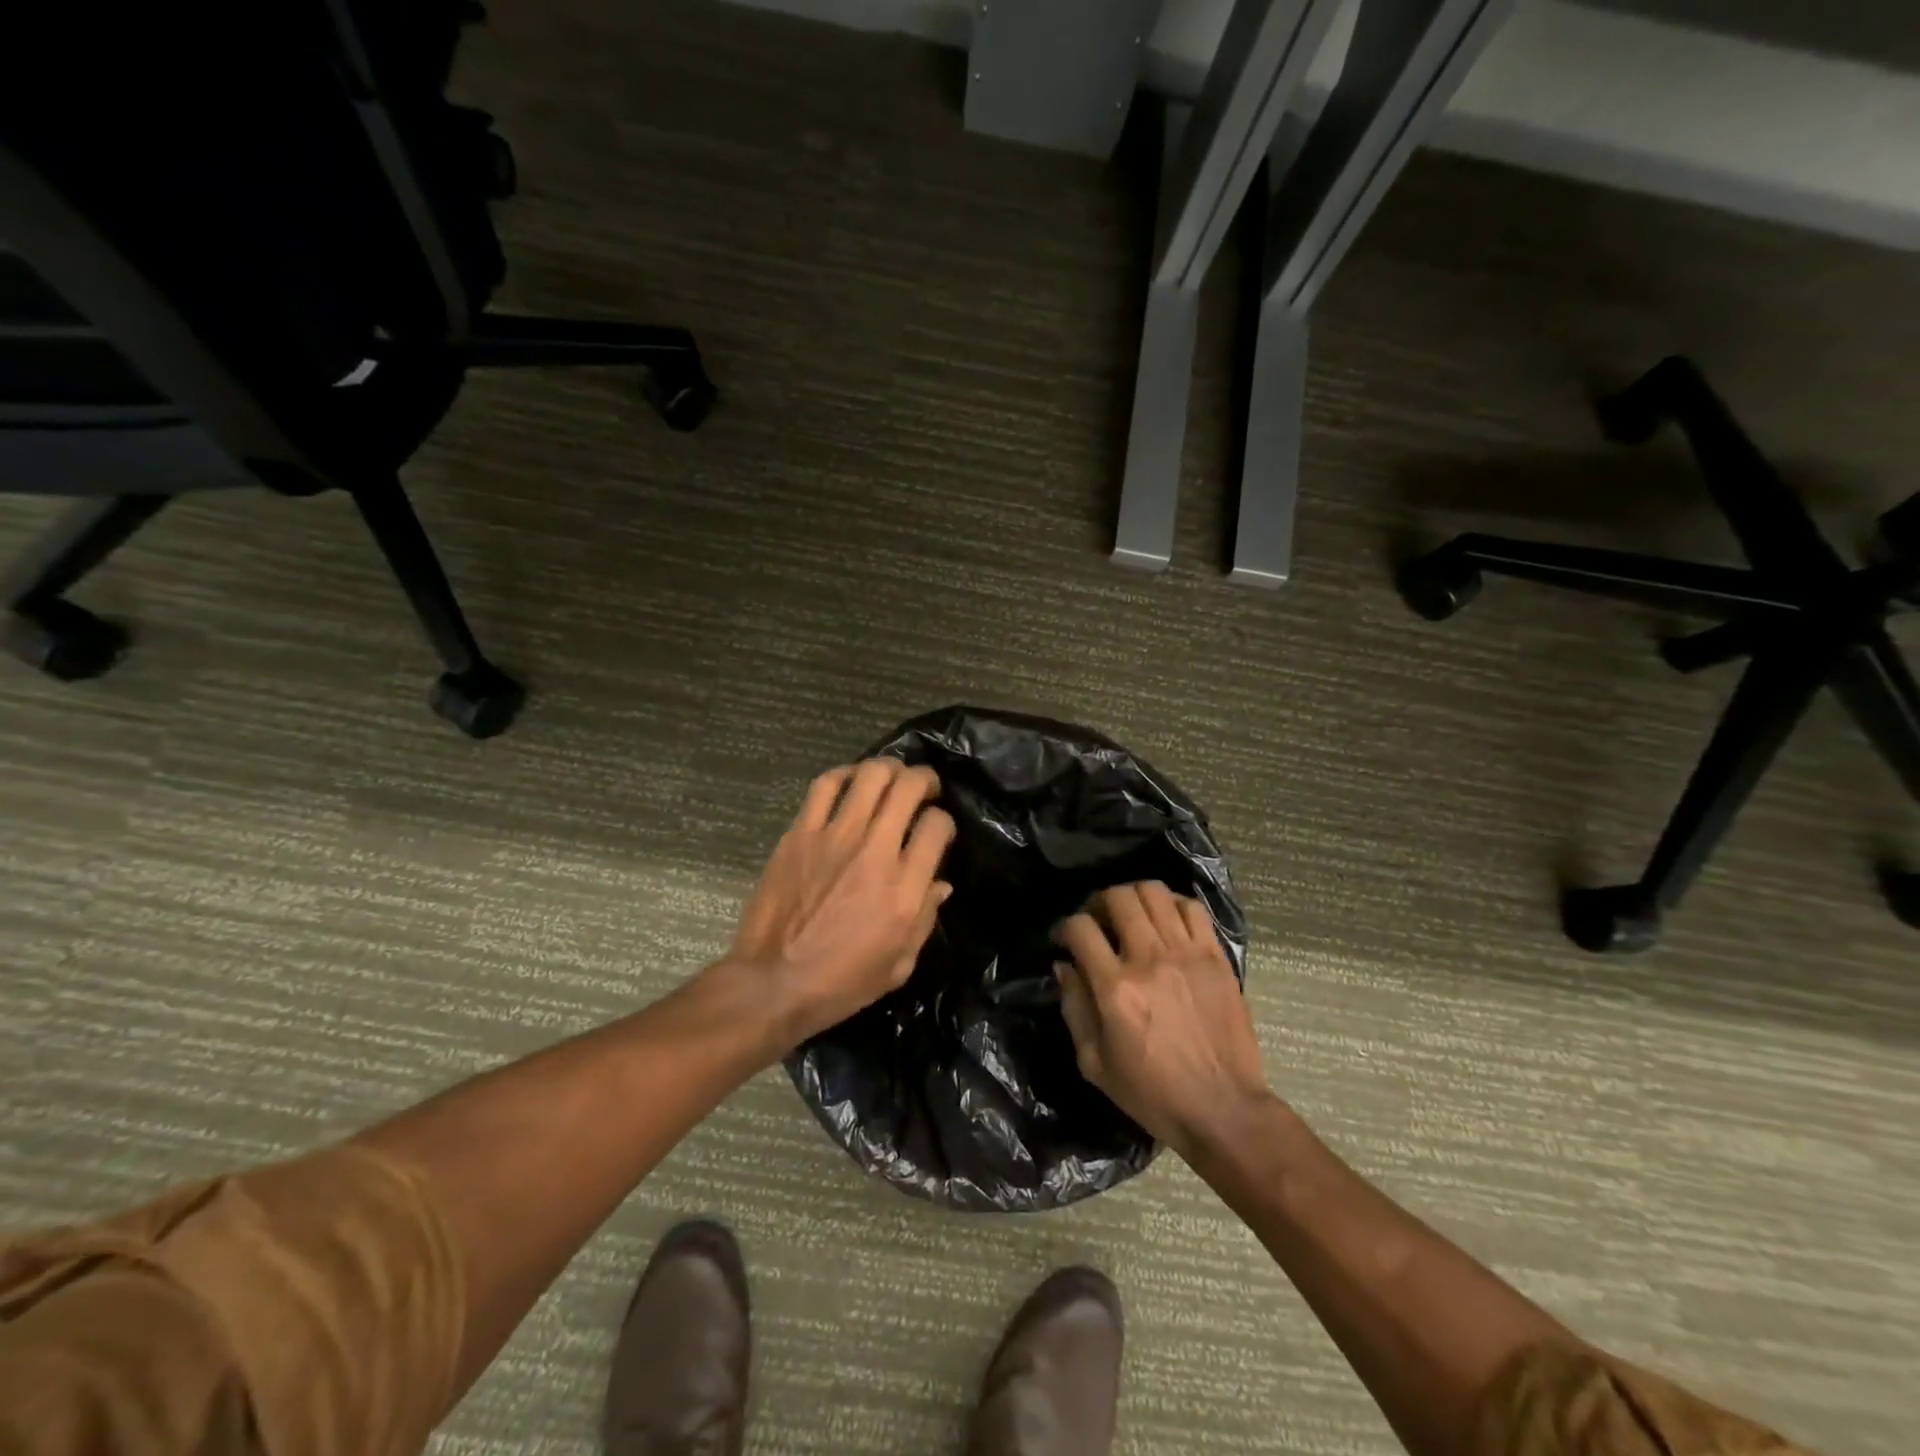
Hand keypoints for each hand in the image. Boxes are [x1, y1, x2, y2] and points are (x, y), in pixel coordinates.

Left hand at [733, 759, 955, 1049]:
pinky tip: (851, 782)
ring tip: (891, 778)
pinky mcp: (800, 833)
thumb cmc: (842, 983)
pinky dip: (844, 774)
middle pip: (908, 788)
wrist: (773, 983)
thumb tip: (940, 883)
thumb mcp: (899, 964)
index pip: (937, 826)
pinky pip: (825, 785)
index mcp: (904, 888)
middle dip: (924, 780)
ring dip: (888, 769)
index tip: (937, 831)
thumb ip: (925, 917)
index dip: (944, 822)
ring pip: (870, 776)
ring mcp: (835, 837)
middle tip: (924, 788)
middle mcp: (875, 852)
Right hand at [1054, 881, 1272, 1158]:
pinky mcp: (1216, 957)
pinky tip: (1165, 922)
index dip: (1065, 927)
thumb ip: (1074, 1008)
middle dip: (1099, 902)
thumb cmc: (1152, 1094)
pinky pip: (1192, 909)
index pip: (1081, 928)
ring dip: (1134, 898)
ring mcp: (1187, 954)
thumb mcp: (1094, 1063)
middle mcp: (1149, 959)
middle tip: (1098, 921)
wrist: (1223, 1109)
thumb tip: (1064, 966)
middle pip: (1118, 897)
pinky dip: (1172, 905)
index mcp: (1116, 988)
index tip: (1064, 940)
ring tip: (1131, 916)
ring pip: (1155, 893)